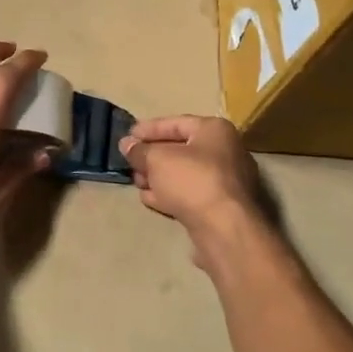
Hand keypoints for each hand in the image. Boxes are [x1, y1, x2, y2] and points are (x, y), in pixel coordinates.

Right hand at [120, 116, 262, 243]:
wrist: (224, 228)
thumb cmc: (192, 180)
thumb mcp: (157, 159)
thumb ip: (139, 151)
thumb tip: (127, 145)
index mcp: (215, 130)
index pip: (175, 123)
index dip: (148, 129)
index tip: (127, 137)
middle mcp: (225, 151)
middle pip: (180, 149)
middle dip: (151, 156)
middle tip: (130, 162)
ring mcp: (226, 181)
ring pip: (184, 173)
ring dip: (158, 176)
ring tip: (136, 182)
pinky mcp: (221, 206)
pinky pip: (190, 193)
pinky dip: (170, 193)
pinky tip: (149, 198)